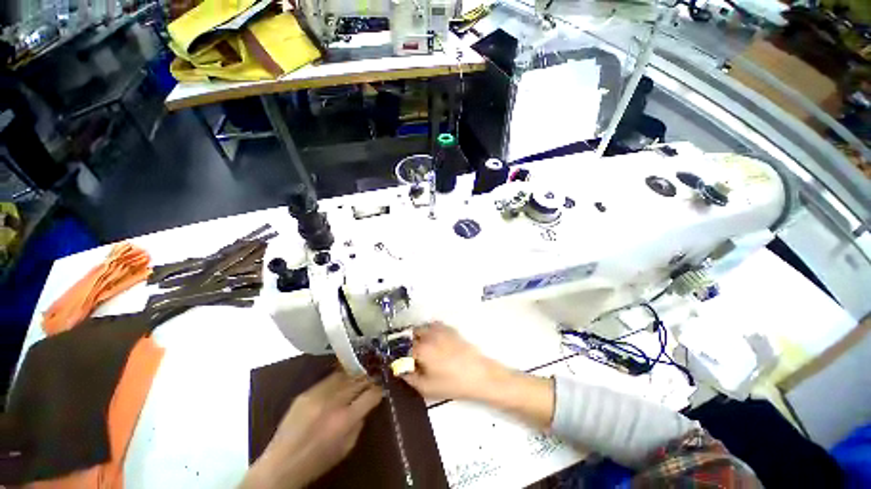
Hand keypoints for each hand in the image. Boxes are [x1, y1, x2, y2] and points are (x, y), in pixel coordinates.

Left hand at [241, 370, 382, 488]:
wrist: (280, 465)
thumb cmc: (317, 461)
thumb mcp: (346, 448)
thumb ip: (359, 423)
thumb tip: (367, 405)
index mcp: (345, 420)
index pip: (370, 395)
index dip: (378, 390)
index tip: (380, 390)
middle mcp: (333, 403)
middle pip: (359, 381)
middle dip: (369, 380)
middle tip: (373, 379)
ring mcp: (318, 395)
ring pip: (345, 376)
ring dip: (355, 376)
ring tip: (360, 376)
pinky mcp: (306, 393)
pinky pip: (328, 379)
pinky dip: (339, 378)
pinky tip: (342, 379)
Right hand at [402, 322, 554, 428]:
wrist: (480, 374)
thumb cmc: (453, 384)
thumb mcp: (427, 388)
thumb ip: (409, 378)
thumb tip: (400, 371)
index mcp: (421, 348)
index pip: (402, 349)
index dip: (399, 358)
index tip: (400, 365)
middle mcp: (429, 334)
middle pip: (411, 335)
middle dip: (408, 344)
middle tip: (412, 359)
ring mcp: (440, 329)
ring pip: (422, 328)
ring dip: (418, 337)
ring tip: (423, 351)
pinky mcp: (450, 329)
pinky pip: (434, 327)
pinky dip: (430, 332)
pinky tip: (435, 345)